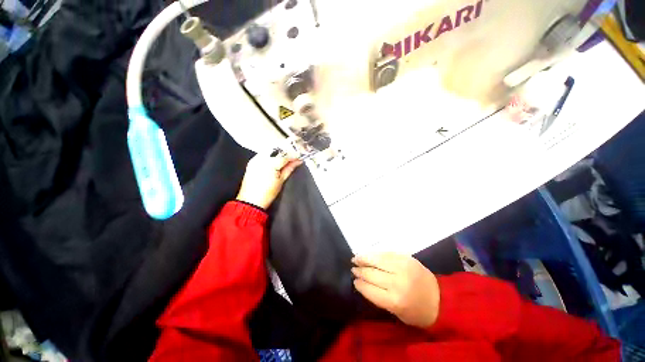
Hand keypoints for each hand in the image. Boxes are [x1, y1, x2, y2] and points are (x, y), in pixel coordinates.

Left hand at [236, 153, 301, 209]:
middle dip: (286, 152)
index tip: (299, 157)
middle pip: (277, 151)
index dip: (293, 156)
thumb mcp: (281, 181)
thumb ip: (289, 168)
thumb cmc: (267, 193)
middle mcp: (261, 159)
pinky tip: (276, 158)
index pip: (284, 156)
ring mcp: (255, 159)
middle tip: (294, 157)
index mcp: (270, 164)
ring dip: (279, 152)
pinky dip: (271, 155)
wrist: (251, 201)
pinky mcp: (252, 162)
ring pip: (270, 150)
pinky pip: (264, 154)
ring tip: (286, 158)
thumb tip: (298, 161)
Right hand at [352, 253, 439, 328]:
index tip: (354, 281)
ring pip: (377, 259)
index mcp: (395, 300)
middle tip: (353, 268)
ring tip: (356, 258)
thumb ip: (379, 297)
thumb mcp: (397, 312)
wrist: (441, 299)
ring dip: (364, 258)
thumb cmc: (417, 311)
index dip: (360, 284)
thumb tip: (363, 283)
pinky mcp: (406, 258)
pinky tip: (369, 254)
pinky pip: (386, 253)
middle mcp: (398, 282)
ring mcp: (403, 267)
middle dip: (360, 271)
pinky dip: (375, 254)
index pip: (370, 289)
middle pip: (372, 273)